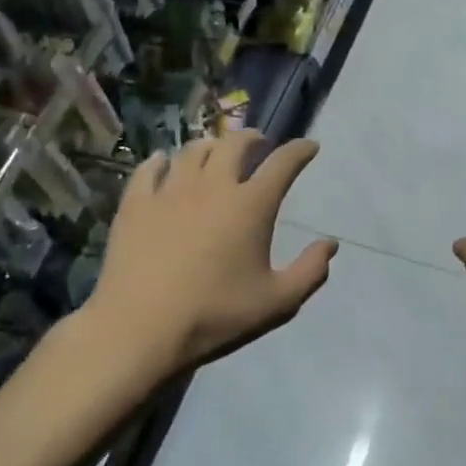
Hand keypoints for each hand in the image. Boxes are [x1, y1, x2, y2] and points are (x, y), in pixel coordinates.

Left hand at [87, 131, 337, 372]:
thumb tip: (330, 244)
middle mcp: (212, 186)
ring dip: (211, 146)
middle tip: (259, 143)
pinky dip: (163, 161)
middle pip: (234, 144)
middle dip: (252, 138)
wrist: (141, 328)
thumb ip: (310, 271)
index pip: (282, 163)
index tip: (309, 147)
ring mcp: (170, 191)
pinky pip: (149, 168)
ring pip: (193, 150)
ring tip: (215, 153)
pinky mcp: (136, 203)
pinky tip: (164, 164)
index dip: (299, 150)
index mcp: (251, 205)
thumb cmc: (215, 314)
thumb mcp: (277, 302)